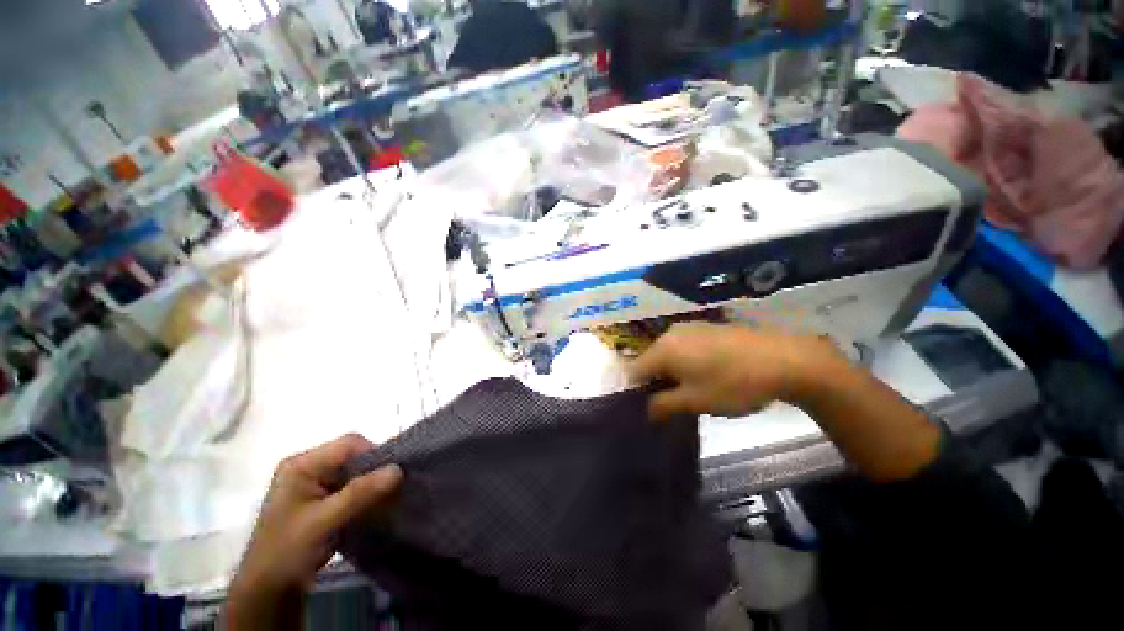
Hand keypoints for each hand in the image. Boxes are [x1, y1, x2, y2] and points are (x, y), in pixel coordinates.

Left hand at [225, 434, 401, 627]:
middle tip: (390, 489)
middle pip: (353, 456)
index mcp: (301, 465)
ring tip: (384, 499)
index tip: (392, 476)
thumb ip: (360, 493)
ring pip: (354, 472)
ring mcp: (312, 483)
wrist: (267, 592)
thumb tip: (398, 469)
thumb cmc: (287, 552)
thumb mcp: (324, 522)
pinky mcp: (319, 500)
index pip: (349, 444)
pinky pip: (351, 486)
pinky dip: (364, 495)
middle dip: (373, 470)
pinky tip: (372, 507)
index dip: (374, 454)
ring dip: (370, 484)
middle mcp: (307, 467)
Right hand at [626, 322, 844, 420]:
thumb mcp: (696, 401)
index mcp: (663, 349)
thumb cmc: (733, 383)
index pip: (634, 371)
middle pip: (650, 360)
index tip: (646, 409)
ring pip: (668, 354)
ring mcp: (690, 328)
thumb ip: (664, 406)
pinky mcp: (707, 328)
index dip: (635, 392)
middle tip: (669, 404)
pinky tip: (706, 375)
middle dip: (655, 383)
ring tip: (688, 392)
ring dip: (671, 373)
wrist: (785, 359)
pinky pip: (684, 347)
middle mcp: (671, 333)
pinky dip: (685, 362)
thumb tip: (647, 411)